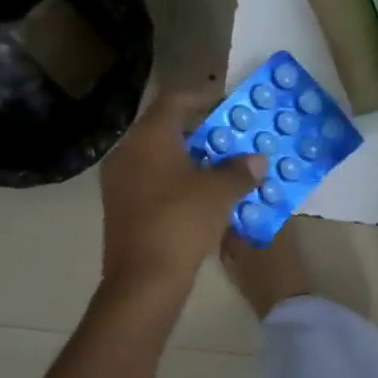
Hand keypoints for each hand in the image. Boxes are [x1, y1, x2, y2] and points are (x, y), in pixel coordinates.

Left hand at [99, 91, 264, 302]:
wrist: (143, 280)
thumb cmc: (182, 221)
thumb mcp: (220, 192)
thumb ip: (240, 170)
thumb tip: (257, 160)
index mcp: (148, 138)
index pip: (174, 100)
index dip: (202, 97)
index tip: (227, 104)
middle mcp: (128, 152)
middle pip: (165, 127)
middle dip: (199, 131)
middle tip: (229, 137)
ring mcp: (120, 181)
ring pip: (158, 156)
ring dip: (189, 157)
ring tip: (220, 165)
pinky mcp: (120, 207)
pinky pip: (151, 179)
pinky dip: (176, 179)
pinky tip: (201, 193)